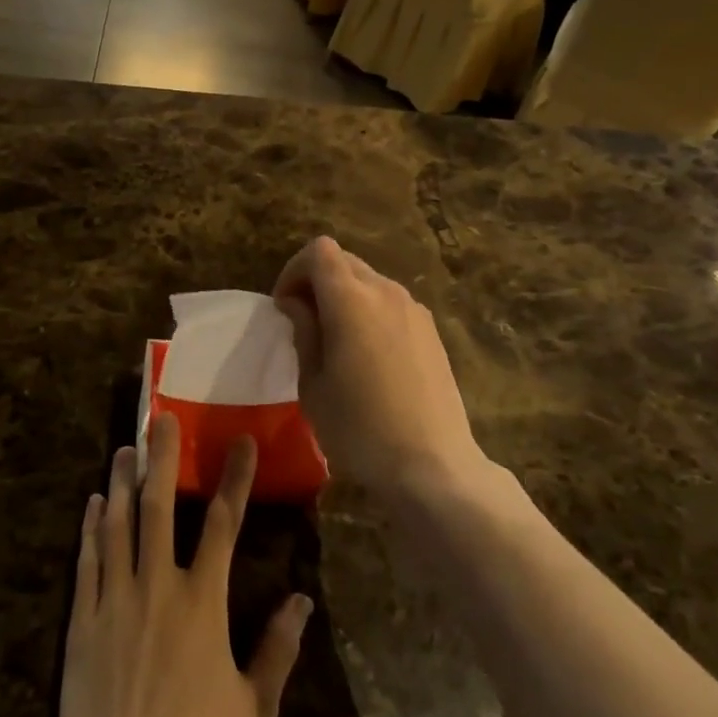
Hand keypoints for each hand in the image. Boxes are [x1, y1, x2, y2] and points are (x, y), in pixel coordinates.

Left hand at [60, 414, 312, 716]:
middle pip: (159, 506)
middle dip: (162, 457)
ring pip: (117, 525)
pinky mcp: (82, 620)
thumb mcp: (254, 709)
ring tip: (123, 448)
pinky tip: (92, 503)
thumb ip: (279, 650)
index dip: (235, 479)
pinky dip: (90, 528)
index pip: (224, 524)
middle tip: (160, 417)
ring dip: (121, 482)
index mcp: (203, 600)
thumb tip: (302, 599)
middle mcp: (158, 585)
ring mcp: (116, 599)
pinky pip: (87, 562)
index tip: (240, 441)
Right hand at [272, 236, 487, 500]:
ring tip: (335, 342)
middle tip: (304, 323)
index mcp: (351, 300)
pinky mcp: (431, 331)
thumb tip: (297, 303)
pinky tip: (369, 357)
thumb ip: (304, 332)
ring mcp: (414, 310)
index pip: (319, 251)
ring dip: (345, 296)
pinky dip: (370, 312)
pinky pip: (391, 303)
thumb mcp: (313, 385)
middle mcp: (386, 292)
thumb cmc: (360, 429)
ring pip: (370, 281)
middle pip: (344, 261)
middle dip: (317, 281)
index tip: (285, 307)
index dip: (294, 270)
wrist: (432, 465)